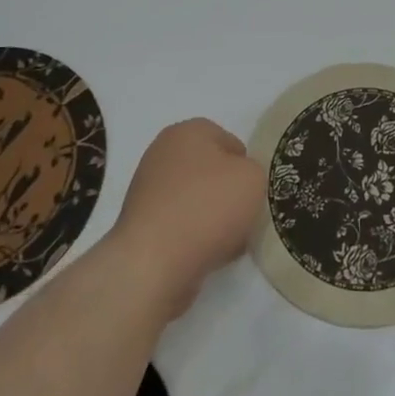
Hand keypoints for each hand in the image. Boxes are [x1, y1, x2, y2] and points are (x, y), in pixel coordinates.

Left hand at [111, 119, 264, 317]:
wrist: (153, 264)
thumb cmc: (207, 207)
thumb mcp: (254, 178)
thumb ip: (254, 171)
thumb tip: (238, 184)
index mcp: (187, 131)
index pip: (229, 141)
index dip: (245, 167)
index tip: (253, 191)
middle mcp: (162, 154)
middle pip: (210, 171)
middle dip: (227, 193)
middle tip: (243, 215)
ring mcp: (146, 191)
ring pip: (195, 200)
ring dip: (212, 218)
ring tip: (226, 242)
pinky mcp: (140, 226)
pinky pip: (179, 226)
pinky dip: (193, 238)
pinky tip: (205, 256)